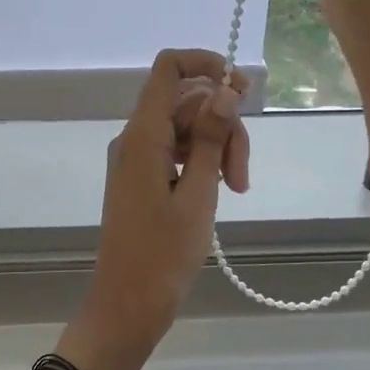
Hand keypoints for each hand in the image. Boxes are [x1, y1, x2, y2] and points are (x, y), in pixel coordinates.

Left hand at [59, 50, 250, 369]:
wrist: (127, 304)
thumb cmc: (163, 254)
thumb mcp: (199, 194)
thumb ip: (213, 138)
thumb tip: (226, 89)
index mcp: (144, 135)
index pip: (169, 68)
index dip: (206, 64)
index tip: (242, 89)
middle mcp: (136, 138)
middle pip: (188, 102)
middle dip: (224, 126)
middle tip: (242, 176)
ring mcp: (138, 159)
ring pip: (188, 128)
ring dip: (219, 149)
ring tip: (236, 190)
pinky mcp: (144, 178)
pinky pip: (178, 151)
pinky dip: (204, 163)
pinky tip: (221, 191)